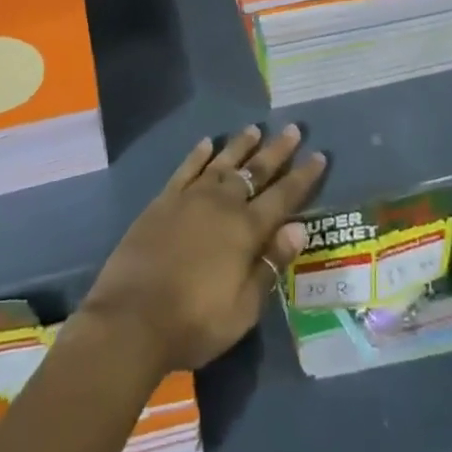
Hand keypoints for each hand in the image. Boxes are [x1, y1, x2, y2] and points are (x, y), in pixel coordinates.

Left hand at [79, 124, 325, 375]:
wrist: (132, 318)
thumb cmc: (194, 322)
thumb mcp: (243, 308)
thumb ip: (270, 265)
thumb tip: (299, 228)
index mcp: (246, 230)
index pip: (283, 197)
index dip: (303, 177)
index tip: (319, 155)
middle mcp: (222, 204)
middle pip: (255, 171)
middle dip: (276, 150)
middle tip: (292, 129)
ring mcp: (191, 198)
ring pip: (222, 162)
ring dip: (240, 145)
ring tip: (255, 129)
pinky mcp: (163, 200)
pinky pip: (186, 169)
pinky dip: (198, 154)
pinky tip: (207, 143)